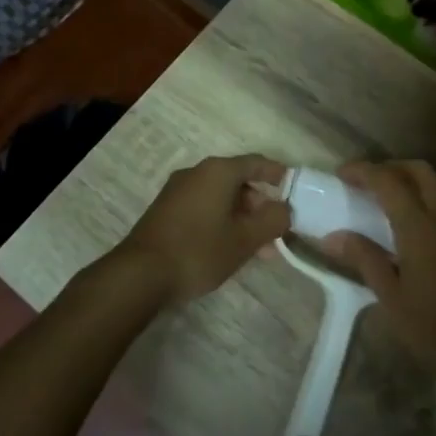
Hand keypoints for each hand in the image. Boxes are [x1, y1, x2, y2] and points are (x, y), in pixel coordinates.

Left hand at [118, 155, 289, 308]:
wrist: (141, 273)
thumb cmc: (199, 250)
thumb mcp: (245, 239)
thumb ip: (273, 220)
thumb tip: (285, 209)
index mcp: (218, 171)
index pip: (256, 162)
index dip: (278, 174)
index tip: (295, 189)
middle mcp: (196, 173)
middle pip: (238, 182)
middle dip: (261, 206)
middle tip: (277, 231)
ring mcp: (178, 191)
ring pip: (221, 198)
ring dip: (243, 219)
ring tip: (260, 249)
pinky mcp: (166, 211)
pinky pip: (204, 208)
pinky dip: (222, 222)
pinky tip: (231, 249)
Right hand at [317, 161, 435, 403]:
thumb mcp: (391, 299)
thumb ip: (364, 260)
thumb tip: (333, 236)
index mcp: (421, 228)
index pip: (389, 182)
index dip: (363, 171)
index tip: (340, 174)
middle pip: (419, 171)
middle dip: (389, 168)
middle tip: (364, 182)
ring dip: (412, 180)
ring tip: (388, 199)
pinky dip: (429, 196)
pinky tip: (415, 223)